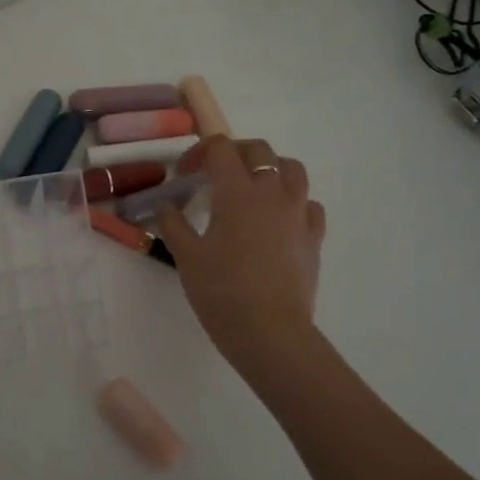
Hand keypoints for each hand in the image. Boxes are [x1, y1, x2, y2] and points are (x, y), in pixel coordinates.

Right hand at [155, 137, 326, 383]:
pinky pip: (308, 204)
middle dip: (234, 153)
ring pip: (292, 169)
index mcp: (237, 193)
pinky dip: (292, 201)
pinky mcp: (313, 237)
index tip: (185, 173)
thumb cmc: (222, 291)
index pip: (221, 148)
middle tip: (214, 174)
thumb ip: (172, 224)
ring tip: (251, 189)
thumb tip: (166, 205)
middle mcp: (272, 193)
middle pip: (259, 150)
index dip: (199, 152)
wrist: (269, 331)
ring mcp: (298, 214)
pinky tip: (277, 220)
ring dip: (269, 169)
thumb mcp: (186, 257)